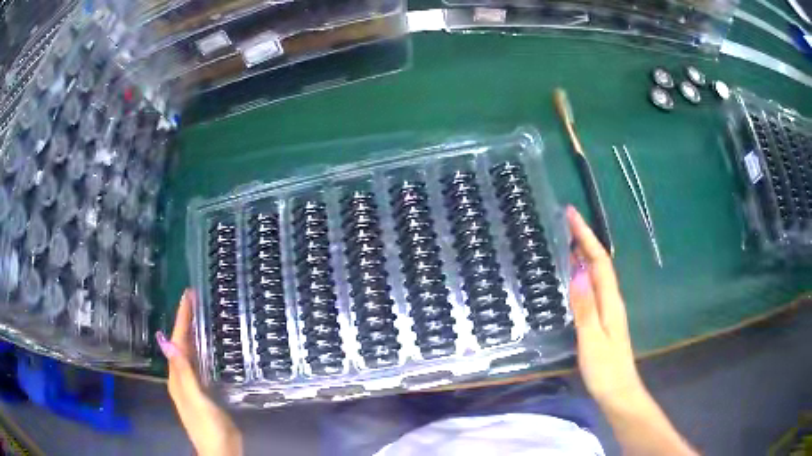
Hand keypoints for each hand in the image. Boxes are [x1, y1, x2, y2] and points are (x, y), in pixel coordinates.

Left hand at [157, 290, 242, 455]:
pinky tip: (205, 347)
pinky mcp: (203, 392)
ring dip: (191, 334)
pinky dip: (199, 350)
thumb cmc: (209, 427)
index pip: (177, 342)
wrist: (220, 451)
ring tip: (198, 316)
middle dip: (185, 321)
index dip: (181, 319)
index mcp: (177, 378)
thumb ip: (184, 374)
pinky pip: (197, 363)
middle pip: (180, 345)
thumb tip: (169, 343)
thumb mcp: (197, 400)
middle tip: (193, 300)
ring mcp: (191, 386)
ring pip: (188, 353)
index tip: (187, 296)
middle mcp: (181, 379)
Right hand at [567, 206, 642, 403]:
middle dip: (585, 239)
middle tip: (566, 222)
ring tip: (567, 240)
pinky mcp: (604, 320)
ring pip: (597, 274)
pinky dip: (584, 273)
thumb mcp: (591, 339)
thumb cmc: (605, 368)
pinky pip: (594, 287)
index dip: (586, 236)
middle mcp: (612, 300)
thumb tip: (577, 270)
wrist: (618, 392)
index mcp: (610, 301)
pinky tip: (575, 276)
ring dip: (585, 253)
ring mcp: (609, 310)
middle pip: (600, 263)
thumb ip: (585, 306)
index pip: (599, 261)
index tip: (571, 214)